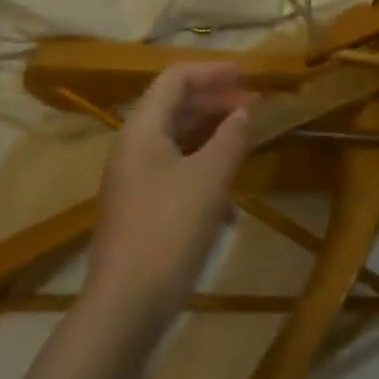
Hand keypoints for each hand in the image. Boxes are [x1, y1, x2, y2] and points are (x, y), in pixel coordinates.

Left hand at [85, 63, 253, 327]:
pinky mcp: (140, 208)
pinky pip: (175, 170)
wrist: (125, 308)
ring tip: (246, 141)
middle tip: (253, 106)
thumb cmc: (169, 231)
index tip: (248, 76)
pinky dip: (203, 168)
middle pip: (175, 106)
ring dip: (212, 134)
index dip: (213, 71)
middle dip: (215, 101)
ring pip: (177, 139)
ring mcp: (134, 179)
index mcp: (142, 129)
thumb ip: (231, 137)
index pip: (176, 78)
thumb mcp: (210, 179)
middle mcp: (133, 146)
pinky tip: (229, 197)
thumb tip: (245, 111)